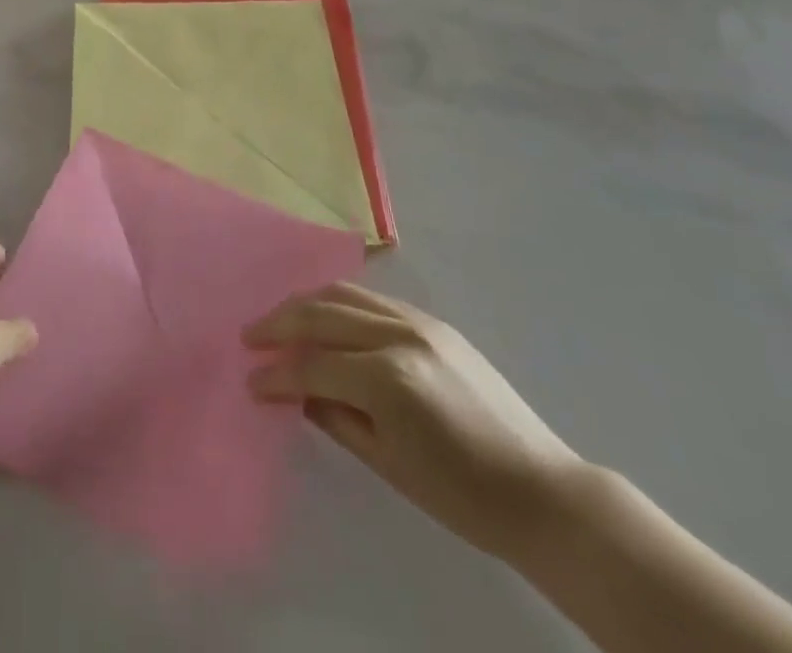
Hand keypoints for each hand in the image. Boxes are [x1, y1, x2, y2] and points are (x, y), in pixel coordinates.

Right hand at [245, 284, 584, 560]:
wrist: (541, 490)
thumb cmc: (462, 496)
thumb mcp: (388, 464)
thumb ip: (335, 417)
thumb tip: (296, 391)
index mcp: (388, 378)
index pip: (314, 364)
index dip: (277, 374)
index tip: (250, 381)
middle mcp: (399, 335)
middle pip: (321, 313)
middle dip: (279, 323)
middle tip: (250, 336)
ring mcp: (419, 321)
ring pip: (345, 294)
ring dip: (306, 304)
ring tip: (281, 320)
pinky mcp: (434, 322)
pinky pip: (373, 300)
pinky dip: (340, 304)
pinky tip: (326, 318)